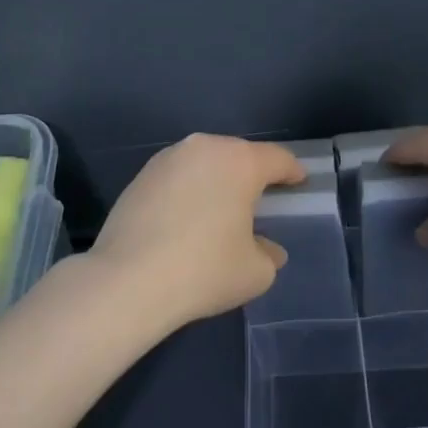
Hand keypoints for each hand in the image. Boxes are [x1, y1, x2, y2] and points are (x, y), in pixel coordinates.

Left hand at [90, 134, 306, 333]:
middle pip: (238, 155)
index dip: (292, 171)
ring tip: (221, 208)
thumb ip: (268, 254)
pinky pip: (178, 176)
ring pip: (204, 162)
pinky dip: (189, 190)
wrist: (128, 280)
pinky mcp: (140, 175)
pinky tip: (187, 218)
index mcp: (239, 161)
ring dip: (217, 179)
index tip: (299, 182)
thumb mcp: (255, 272)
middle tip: (261, 198)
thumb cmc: (204, 270)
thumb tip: (266, 248)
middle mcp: (203, 147)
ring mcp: (167, 159)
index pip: (277, 159)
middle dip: (252, 174)